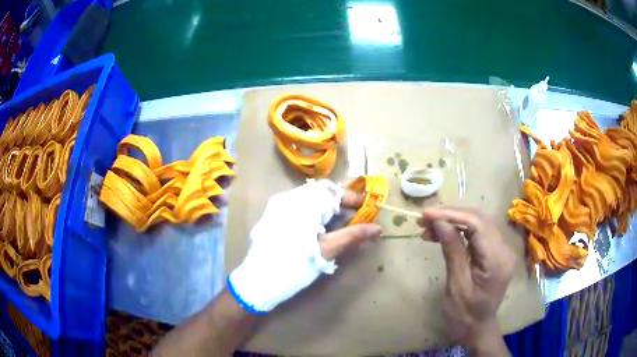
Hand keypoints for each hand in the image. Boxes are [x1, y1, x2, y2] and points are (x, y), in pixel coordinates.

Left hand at [228, 179, 380, 314]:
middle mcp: (288, 197)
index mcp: (302, 203)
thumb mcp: (327, 250)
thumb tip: (377, 228)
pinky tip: (320, 227)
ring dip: (327, 207)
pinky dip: (314, 211)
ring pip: (309, 198)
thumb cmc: (295, 266)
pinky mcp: (273, 215)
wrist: (258, 281)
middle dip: (341, 202)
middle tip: (356, 216)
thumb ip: (353, 235)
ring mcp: (278, 205)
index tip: (369, 207)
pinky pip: (298, 205)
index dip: (353, 198)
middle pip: (321, 192)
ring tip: (341, 222)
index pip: (334, 191)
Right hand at [419, 207, 514, 353]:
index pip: (477, 224)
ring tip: (429, 227)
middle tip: (425, 219)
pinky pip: (478, 232)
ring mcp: (502, 249)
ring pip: (479, 222)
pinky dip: (460, 229)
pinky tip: (443, 233)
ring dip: (454, 220)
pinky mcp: (495, 252)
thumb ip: (452, 250)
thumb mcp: (456, 285)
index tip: (426, 214)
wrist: (477, 329)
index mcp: (497, 260)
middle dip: (451, 214)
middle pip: (480, 218)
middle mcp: (504, 249)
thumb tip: (439, 222)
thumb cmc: (464, 315)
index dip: (451, 214)